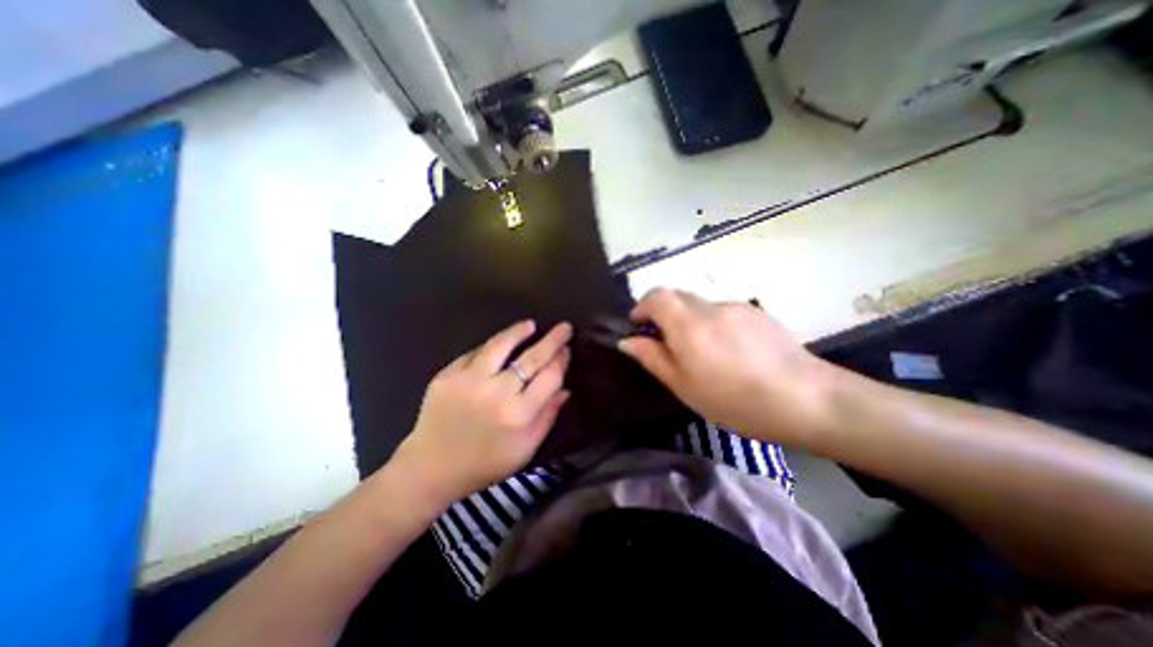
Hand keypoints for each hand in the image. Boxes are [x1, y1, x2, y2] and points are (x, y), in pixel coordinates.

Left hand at [396, 322, 570, 506]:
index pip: (549, 377)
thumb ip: (548, 417)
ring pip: (500, 345)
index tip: (567, 349)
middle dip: (552, 340)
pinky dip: (491, 346)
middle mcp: (496, 393)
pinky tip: (501, 342)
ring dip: (519, 332)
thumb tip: (565, 389)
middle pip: (531, 358)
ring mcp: (469, 381)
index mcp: (518, 414)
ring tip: (530, 325)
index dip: (561, 360)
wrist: (431, 468)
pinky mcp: (447, 375)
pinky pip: (475, 353)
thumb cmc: (485, 463)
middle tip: (564, 327)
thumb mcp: (525, 449)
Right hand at [621, 291, 840, 445]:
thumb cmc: (735, 400)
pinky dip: (713, 324)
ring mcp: (736, 307)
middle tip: (667, 343)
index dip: (642, 306)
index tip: (639, 326)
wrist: (807, 399)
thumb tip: (627, 341)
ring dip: (690, 320)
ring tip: (703, 353)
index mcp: (688, 325)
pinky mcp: (757, 313)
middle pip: (677, 296)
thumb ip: (653, 358)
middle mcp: (710, 307)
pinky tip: (730, 352)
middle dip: (664, 313)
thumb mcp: (684, 386)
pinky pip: (723, 312)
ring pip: (701, 305)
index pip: (656, 296)